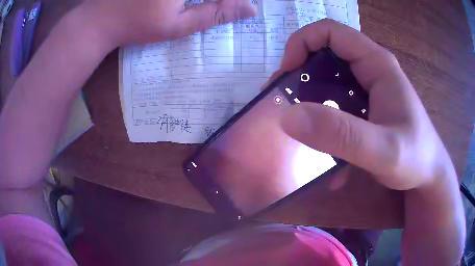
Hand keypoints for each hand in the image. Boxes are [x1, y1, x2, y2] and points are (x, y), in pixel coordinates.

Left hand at [81, 0, 256, 45]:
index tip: (240, 6)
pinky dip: (187, 0)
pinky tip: (184, 5)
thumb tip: (251, 9)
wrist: (101, 18)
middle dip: (217, 0)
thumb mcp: (178, 25)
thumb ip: (215, 13)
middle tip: (192, 10)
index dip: (232, 1)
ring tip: (184, 10)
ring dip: (204, 0)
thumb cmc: (137, 25)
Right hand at [277, 19, 455, 190]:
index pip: (330, 32)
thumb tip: (289, 117)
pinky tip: (328, 153)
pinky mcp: (366, 107)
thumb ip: (341, 135)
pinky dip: (327, 123)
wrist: (428, 174)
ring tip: (303, 130)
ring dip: (311, 102)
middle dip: (301, 75)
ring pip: (329, 81)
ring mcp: (368, 89)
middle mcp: (371, 69)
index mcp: (377, 64)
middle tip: (286, 104)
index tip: (287, 74)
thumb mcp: (382, 151)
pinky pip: (338, 105)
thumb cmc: (415, 157)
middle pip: (326, 54)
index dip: (302, 43)